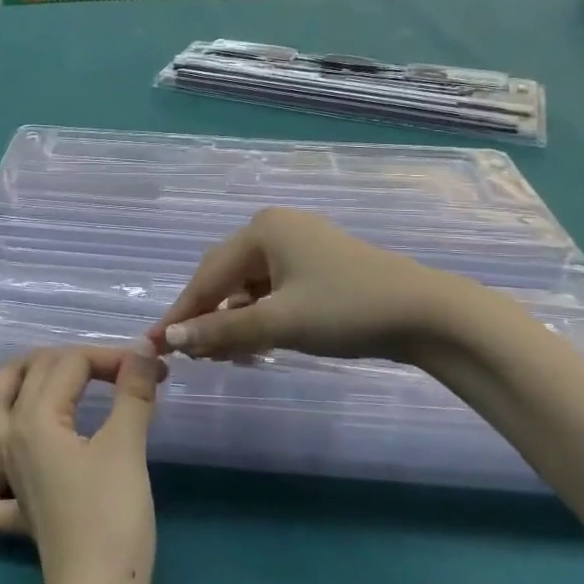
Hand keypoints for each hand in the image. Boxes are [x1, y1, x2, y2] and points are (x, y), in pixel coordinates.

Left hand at [0, 347, 163, 583]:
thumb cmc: (112, 518)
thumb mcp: (126, 447)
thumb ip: (132, 392)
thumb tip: (144, 349)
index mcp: (34, 418)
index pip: (69, 364)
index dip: (112, 357)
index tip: (152, 367)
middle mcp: (11, 439)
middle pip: (29, 375)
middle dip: (72, 360)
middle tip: (112, 367)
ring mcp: (10, 476)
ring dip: (17, 385)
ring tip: (46, 376)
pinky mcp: (20, 511)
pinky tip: (13, 467)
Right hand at [145, 207, 479, 362]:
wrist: (428, 314)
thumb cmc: (346, 309)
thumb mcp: (279, 323)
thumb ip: (222, 330)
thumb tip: (171, 338)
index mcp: (262, 229)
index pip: (207, 275)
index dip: (181, 312)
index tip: (155, 343)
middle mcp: (276, 229)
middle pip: (226, 277)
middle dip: (207, 316)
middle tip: (188, 354)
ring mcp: (299, 245)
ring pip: (250, 286)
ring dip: (234, 320)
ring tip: (220, 354)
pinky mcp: (318, 266)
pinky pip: (273, 290)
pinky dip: (260, 316)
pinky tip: (254, 342)